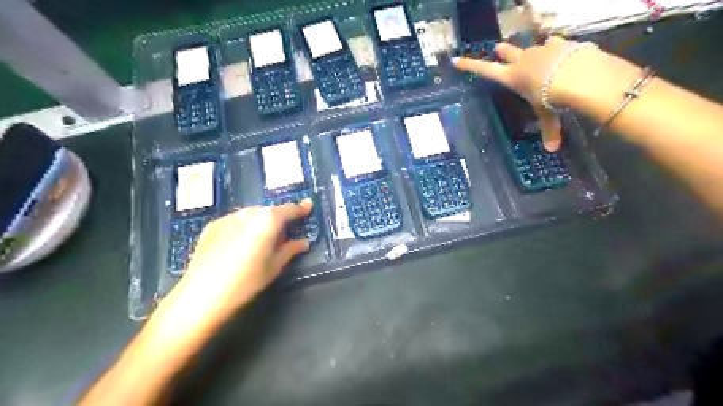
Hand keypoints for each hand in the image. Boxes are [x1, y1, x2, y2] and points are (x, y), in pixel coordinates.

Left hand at [147, 201, 312, 346]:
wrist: (202, 295)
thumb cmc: (247, 281)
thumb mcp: (275, 267)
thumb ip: (290, 250)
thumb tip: (303, 243)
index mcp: (268, 220)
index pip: (290, 210)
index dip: (301, 208)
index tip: (308, 206)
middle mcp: (249, 212)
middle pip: (269, 211)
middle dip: (279, 219)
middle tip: (283, 236)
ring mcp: (228, 217)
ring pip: (252, 215)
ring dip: (260, 223)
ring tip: (260, 242)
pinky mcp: (212, 226)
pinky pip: (235, 222)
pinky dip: (243, 228)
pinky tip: (239, 246)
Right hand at [453, 34, 589, 150]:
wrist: (578, 75)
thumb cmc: (551, 98)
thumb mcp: (548, 116)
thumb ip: (549, 130)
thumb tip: (552, 149)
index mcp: (512, 78)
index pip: (484, 70)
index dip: (469, 66)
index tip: (455, 59)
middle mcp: (522, 61)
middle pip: (508, 52)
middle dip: (502, 51)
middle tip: (498, 48)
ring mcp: (540, 50)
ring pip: (532, 47)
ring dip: (532, 52)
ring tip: (538, 54)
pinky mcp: (560, 43)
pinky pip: (554, 43)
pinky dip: (556, 48)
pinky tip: (562, 52)